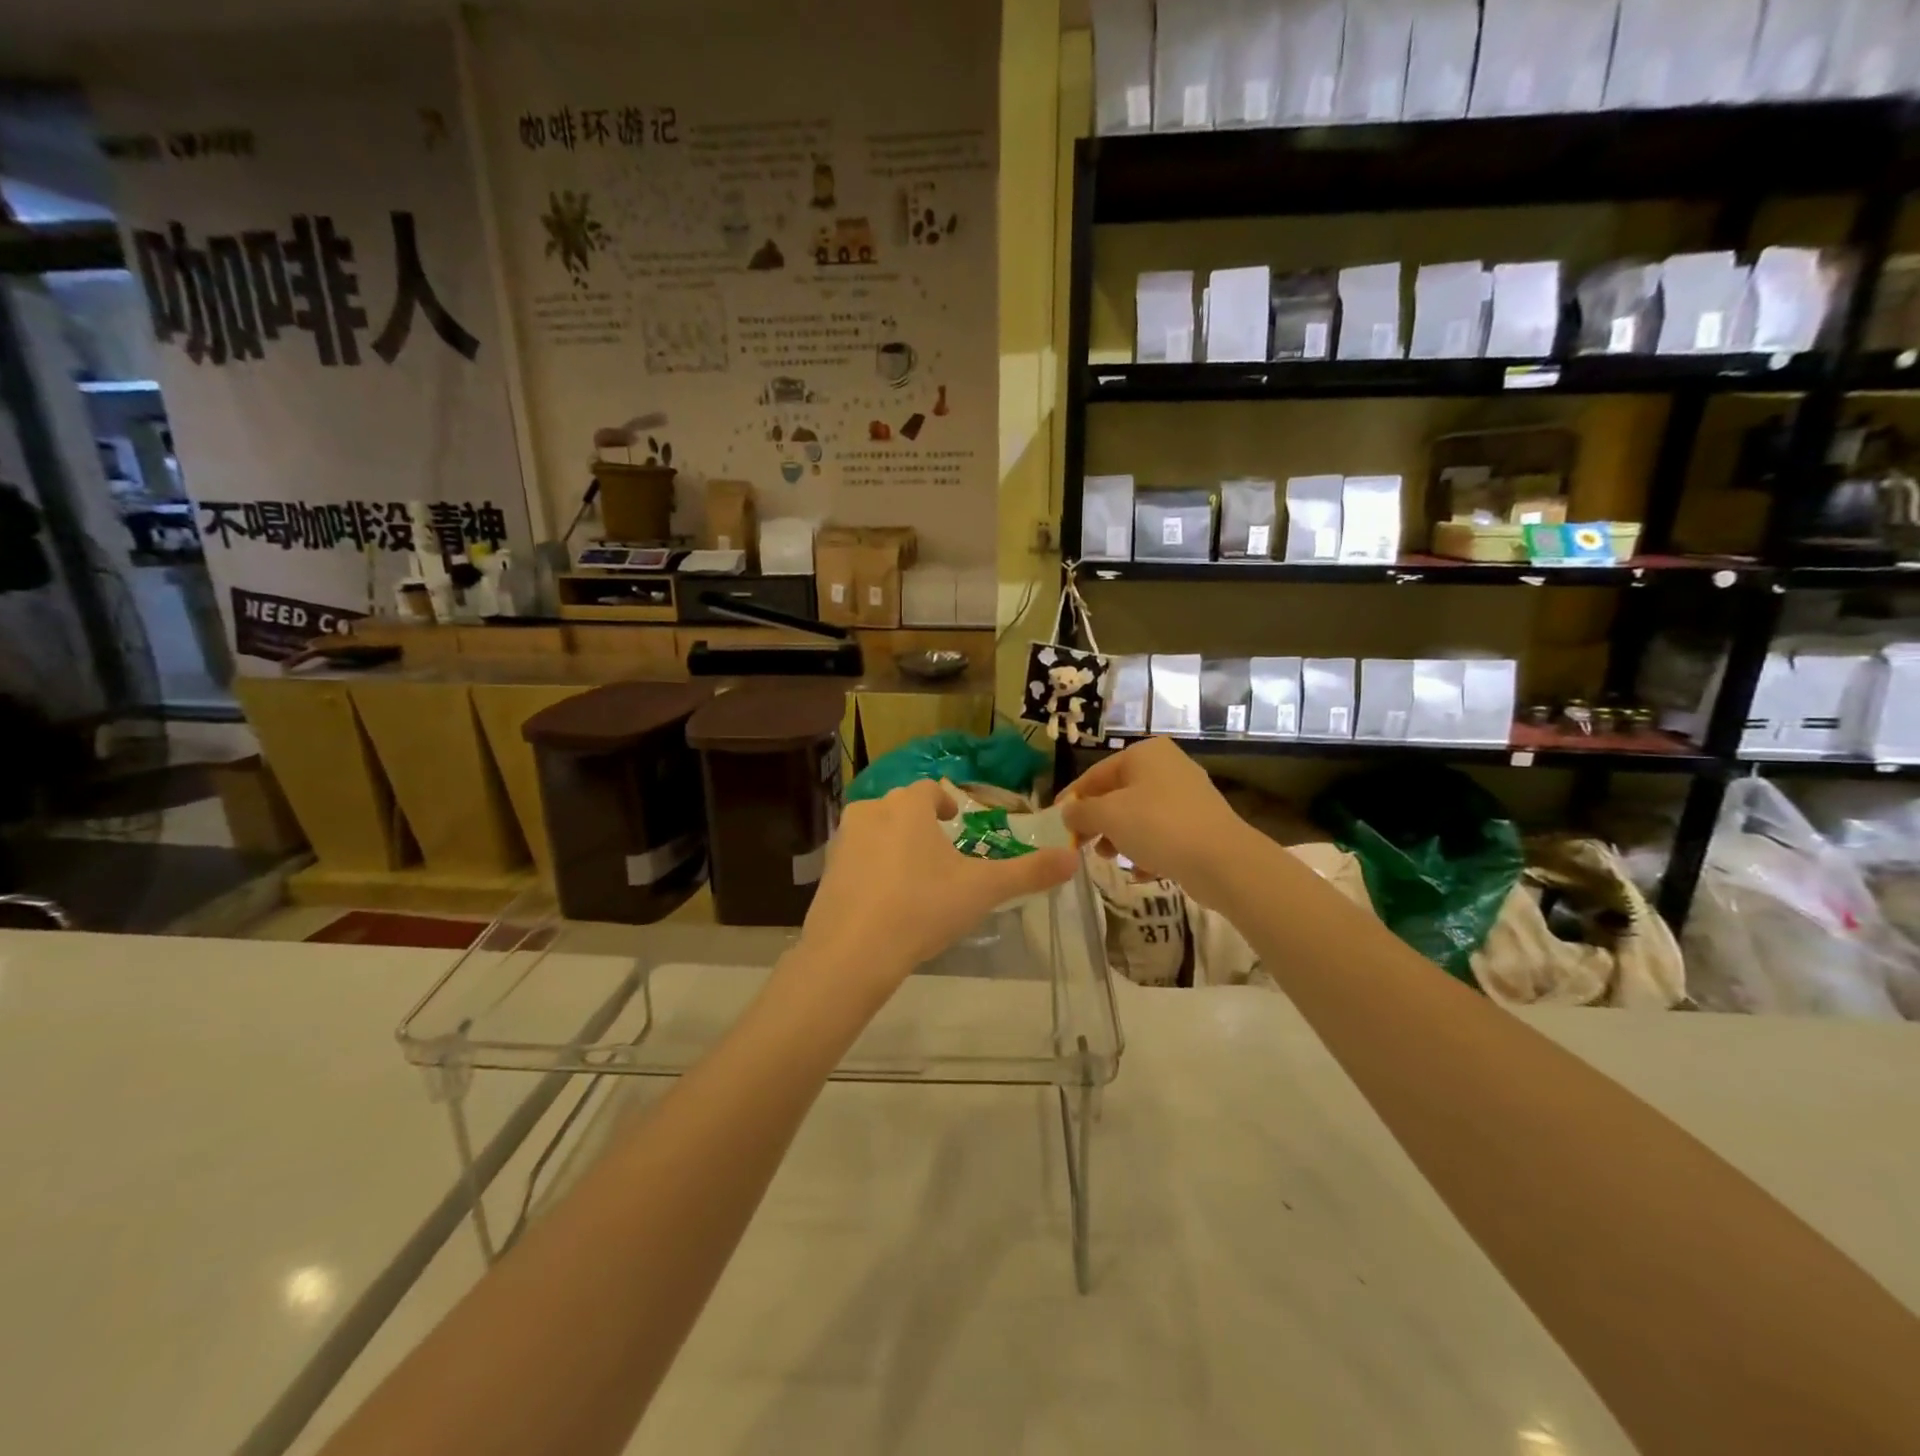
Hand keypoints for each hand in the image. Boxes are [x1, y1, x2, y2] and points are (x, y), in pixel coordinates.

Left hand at [798, 780, 1078, 1000]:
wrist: (852, 952)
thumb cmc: (922, 908)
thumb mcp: (982, 890)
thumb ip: (1028, 872)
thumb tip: (1073, 859)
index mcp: (908, 807)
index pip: (928, 789)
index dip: (943, 802)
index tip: (953, 820)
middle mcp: (871, 812)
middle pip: (899, 807)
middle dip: (918, 822)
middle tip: (939, 850)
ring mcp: (843, 842)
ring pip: (874, 831)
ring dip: (893, 843)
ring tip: (913, 875)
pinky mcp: (826, 872)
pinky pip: (855, 860)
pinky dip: (871, 869)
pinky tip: (884, 901)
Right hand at [1058, 737, 1256, 908]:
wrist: (1222, 860)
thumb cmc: (1158, 826)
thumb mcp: (1108, 816)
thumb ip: (1081, 812)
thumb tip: (1066, 812)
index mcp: (1145, 753)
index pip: (1096, 774)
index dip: (1073, 799)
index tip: (1056, 822)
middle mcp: (1167, 766)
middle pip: (1118, 794)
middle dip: (1098, 822)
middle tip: (1081, 845)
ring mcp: (1187, 795)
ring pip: (1138, 815)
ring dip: (1120, 838)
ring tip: (1110, 859)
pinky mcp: (1199, 823)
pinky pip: (1161, 833)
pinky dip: (1146, 849)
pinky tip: (1141, 871)